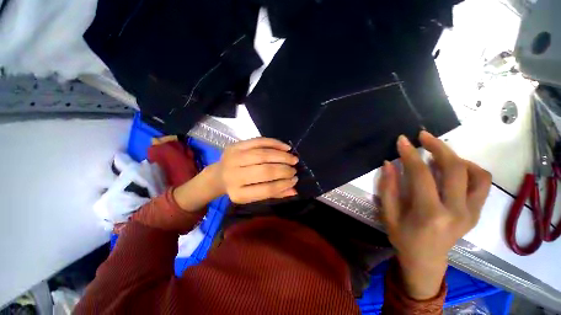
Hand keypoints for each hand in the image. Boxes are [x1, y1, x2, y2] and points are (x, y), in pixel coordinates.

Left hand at [211, 137, 298, 203]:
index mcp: (238, 194)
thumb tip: (294, 190)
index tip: (295, 180)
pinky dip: (274, 143)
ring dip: (282, 156)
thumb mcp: (254, 195)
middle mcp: (234, 176)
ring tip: (293, 159)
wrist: (218, 175)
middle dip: (284, 170)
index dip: (283, 184)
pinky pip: (259, 141)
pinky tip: (285, 147)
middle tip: (294, 169)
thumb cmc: (239, 187)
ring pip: (263, 154)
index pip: (266, 190)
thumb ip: (273, 193)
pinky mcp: (236, 145)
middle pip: (265, 171)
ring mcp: (234, 158)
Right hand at [377, 131, 490, 299]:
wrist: (426, 261)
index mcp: (430, 214)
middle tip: (424, 136)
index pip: (422, 175)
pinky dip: (471, 170)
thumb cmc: (403, 238)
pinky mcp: (477, 213)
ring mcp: (472, 212)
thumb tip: (389, 163)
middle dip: (439, 147)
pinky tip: (454, 169)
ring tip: (439, 153)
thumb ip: (388, 188)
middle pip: (455, 169)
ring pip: (477, 174)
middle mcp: (457, 211)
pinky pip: (482, 184)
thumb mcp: (388, 215)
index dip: (411, 154)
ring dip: (458, 157)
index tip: (403, 140)